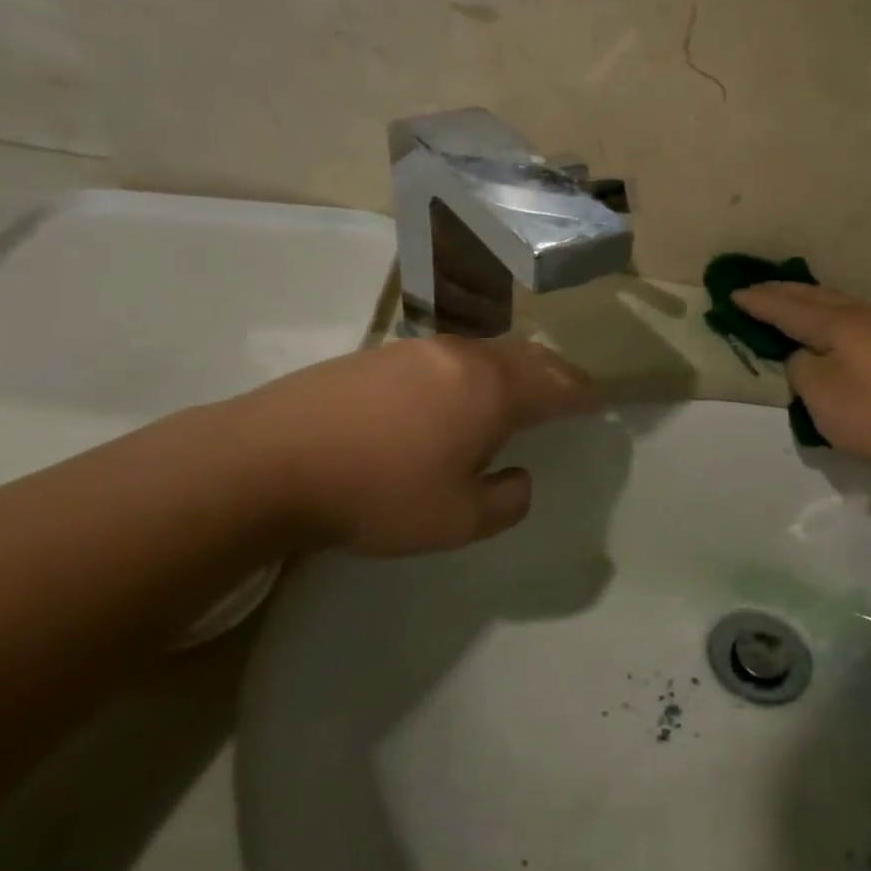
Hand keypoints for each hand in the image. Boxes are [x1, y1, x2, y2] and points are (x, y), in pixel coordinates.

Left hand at [231, 336, 600, 555]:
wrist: (271, 460)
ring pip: (485, 351)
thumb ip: (504, 502)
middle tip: (570, 389)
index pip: (556, 386)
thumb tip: (519, 481)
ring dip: (513, 368)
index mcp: (492, 391)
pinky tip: (456, 392)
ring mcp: (417, 350)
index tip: (599, 401)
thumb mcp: (457, 520)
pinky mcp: (378, 355)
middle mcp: (462, 357)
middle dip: (555, 372)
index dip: (582, 394)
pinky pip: (448, 356)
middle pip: (525, 356)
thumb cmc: (378, 493)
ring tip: (518, 389)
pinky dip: (473, 370)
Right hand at [736, 284, 870, 476]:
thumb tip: (807, 356)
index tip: (733, 294)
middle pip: (815, 297)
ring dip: (813, 302)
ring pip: (842, 304)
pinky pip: (861, 320)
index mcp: (836, 323)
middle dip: (782, 292)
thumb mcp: (819, 396)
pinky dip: (837, 318)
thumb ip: (801, 369)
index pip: (786, 308)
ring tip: (797, 304)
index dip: (757, 302)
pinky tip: (842, 330)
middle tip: (758, 289)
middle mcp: (864, 315)